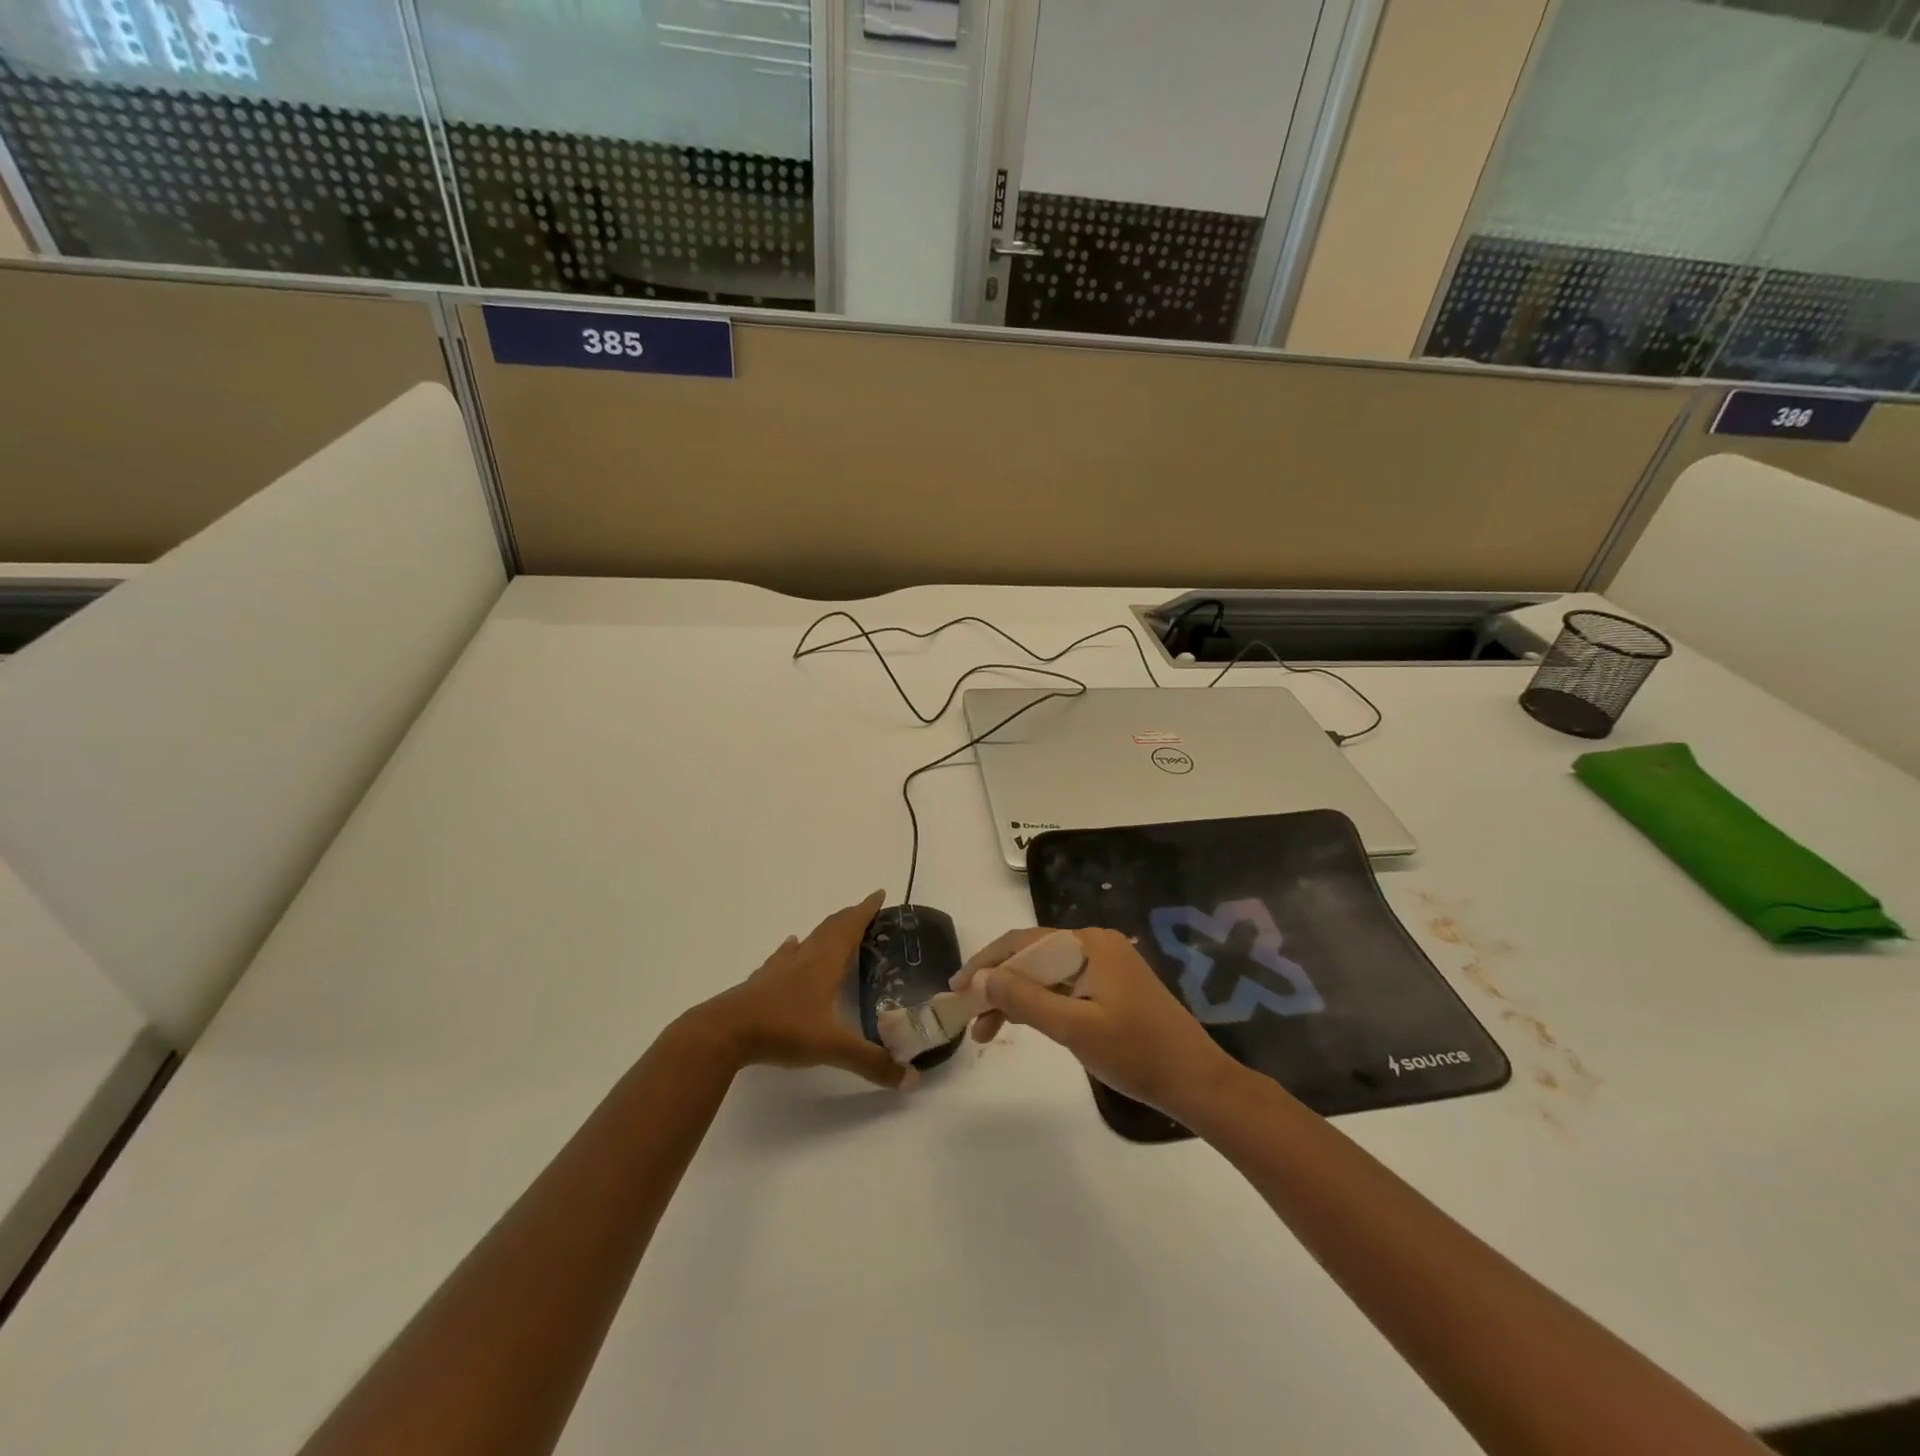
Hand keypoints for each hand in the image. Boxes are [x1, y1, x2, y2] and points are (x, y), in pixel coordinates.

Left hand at [689, 891, 911, 1090]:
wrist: (725, 1032)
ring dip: (825, 931)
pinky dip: (793, 949)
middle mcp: (805, 958)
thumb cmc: (783, 1029)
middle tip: (866, 911)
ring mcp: (780, 968)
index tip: (880, 893)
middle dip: (851, 917)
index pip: (851, 927)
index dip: (866, 910)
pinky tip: (790, 947)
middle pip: (831, 928)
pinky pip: (783, 957)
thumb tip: (911, 1078)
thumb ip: (871, 1061)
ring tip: (835, 929)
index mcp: (825, 963)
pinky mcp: (761, 982)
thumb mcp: (832, 1047)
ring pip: (808, 940)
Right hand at [953, 927, 1240, 1120]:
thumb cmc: (1136, 1053)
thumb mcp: (1074, 1028)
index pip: (1024, 942)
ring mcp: (1105, 966)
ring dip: (1015, 998)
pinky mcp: (1111, 988)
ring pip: (1046, 974)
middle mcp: (1096, 945)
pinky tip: (1021, 1024)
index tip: (955, 989)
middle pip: (1033, 956)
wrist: (1196, 1082)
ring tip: (985, 1031)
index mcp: (1090, 944)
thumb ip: (1025, 999)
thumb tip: (981, 978)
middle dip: (997, 984)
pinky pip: (1064, 987)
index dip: (986, 964)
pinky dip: (1039, 1005)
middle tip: (966, 1014)